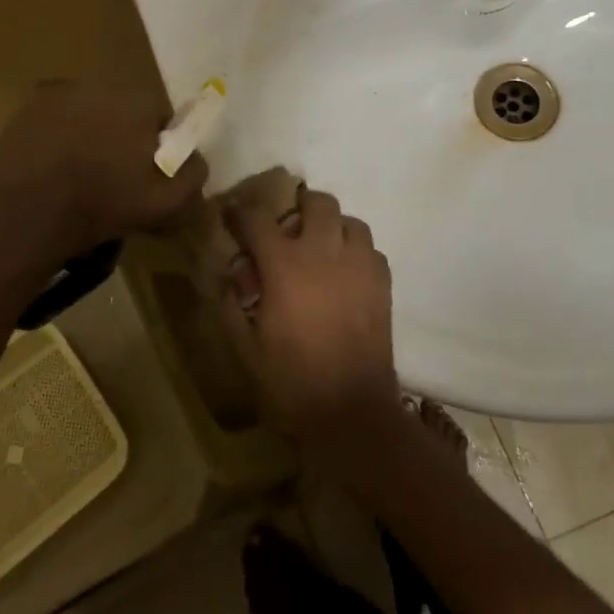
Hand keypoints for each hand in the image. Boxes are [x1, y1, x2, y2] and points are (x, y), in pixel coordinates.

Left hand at [0, 81, 207, 258]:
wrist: (25, 213)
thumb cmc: (101, 205)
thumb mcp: (165, 203)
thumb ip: (192, 175)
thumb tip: (198, 158)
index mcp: (140, 101)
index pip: (162, 116)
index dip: (160, 146)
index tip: (150, 172)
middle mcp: (103, 84)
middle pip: (126, 109)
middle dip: (126, 134)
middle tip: (117, 173)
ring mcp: (62, 91)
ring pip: (91, 109)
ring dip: (93, 130)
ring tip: (82, 169)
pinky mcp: (30, 104)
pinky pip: (59, 114)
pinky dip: (61, 131)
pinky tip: (55, 161)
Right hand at [220, 186, 402, 456]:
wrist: (350, 411)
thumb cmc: (291, 381)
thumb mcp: (245, 347)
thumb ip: (231, 304)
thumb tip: (231, 275)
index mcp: (284, 265)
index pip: (258, 216)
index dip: (242, 210)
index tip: (234, 214)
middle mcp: (324, 252)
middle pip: (317, 202)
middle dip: (298, 206)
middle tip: (287, 228)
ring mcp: (359, 265)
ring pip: (350, 221)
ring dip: (332, 227)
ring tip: (321, 250)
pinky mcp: (383, 282)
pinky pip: (370, 249)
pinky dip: (355, 252)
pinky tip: (345, 275)